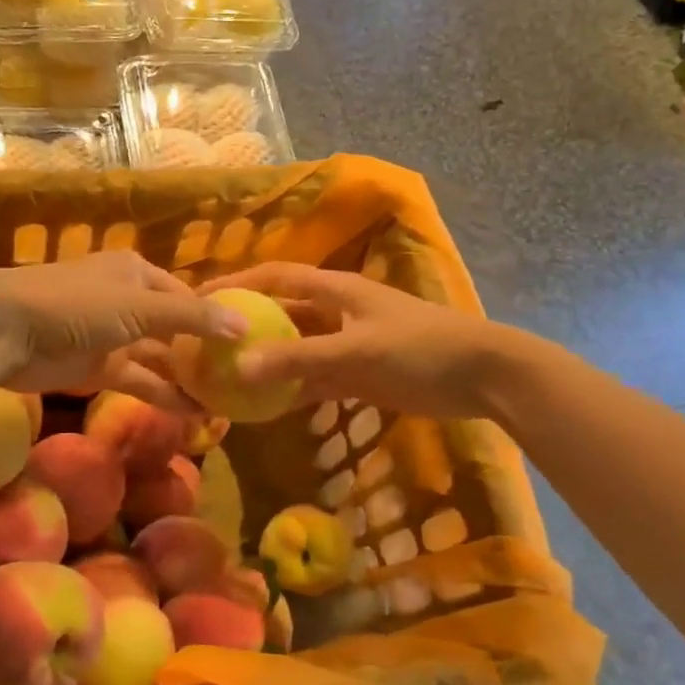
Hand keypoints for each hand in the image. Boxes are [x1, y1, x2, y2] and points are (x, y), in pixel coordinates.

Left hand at [0, 252, 242, 411]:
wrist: (3, 330)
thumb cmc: (74, 305)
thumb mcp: (139, 307)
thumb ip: (192, 318)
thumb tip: (244, 326)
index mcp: (138, 274)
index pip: (187, 296)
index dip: (216, 319)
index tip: (247, 345)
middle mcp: (128, 301)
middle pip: (175, 329)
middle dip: (203, 354)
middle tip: (239, 381)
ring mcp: (112, 336)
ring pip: (159, 359)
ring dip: (187, 379)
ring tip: (224, 403)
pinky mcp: (97, 367)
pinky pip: (139, 381)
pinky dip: (162, 395)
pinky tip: (192, 413)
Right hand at [203, 262, 505, 418]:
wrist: (484, 376)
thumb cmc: (421, 348)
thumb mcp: (357, 350)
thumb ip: (298, 358)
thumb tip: (238, 367)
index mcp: (336, 290)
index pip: (275, 277)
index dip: (238, 282)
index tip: (200, 296)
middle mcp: (336, 312)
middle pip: (281, 313)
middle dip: (246, 325)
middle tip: (206, 344)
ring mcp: (348, 344)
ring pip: (296, 349)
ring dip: (266, 361)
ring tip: (226, 376)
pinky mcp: (360, 375)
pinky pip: (316, 379)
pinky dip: (292, 389)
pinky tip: (265, 406)